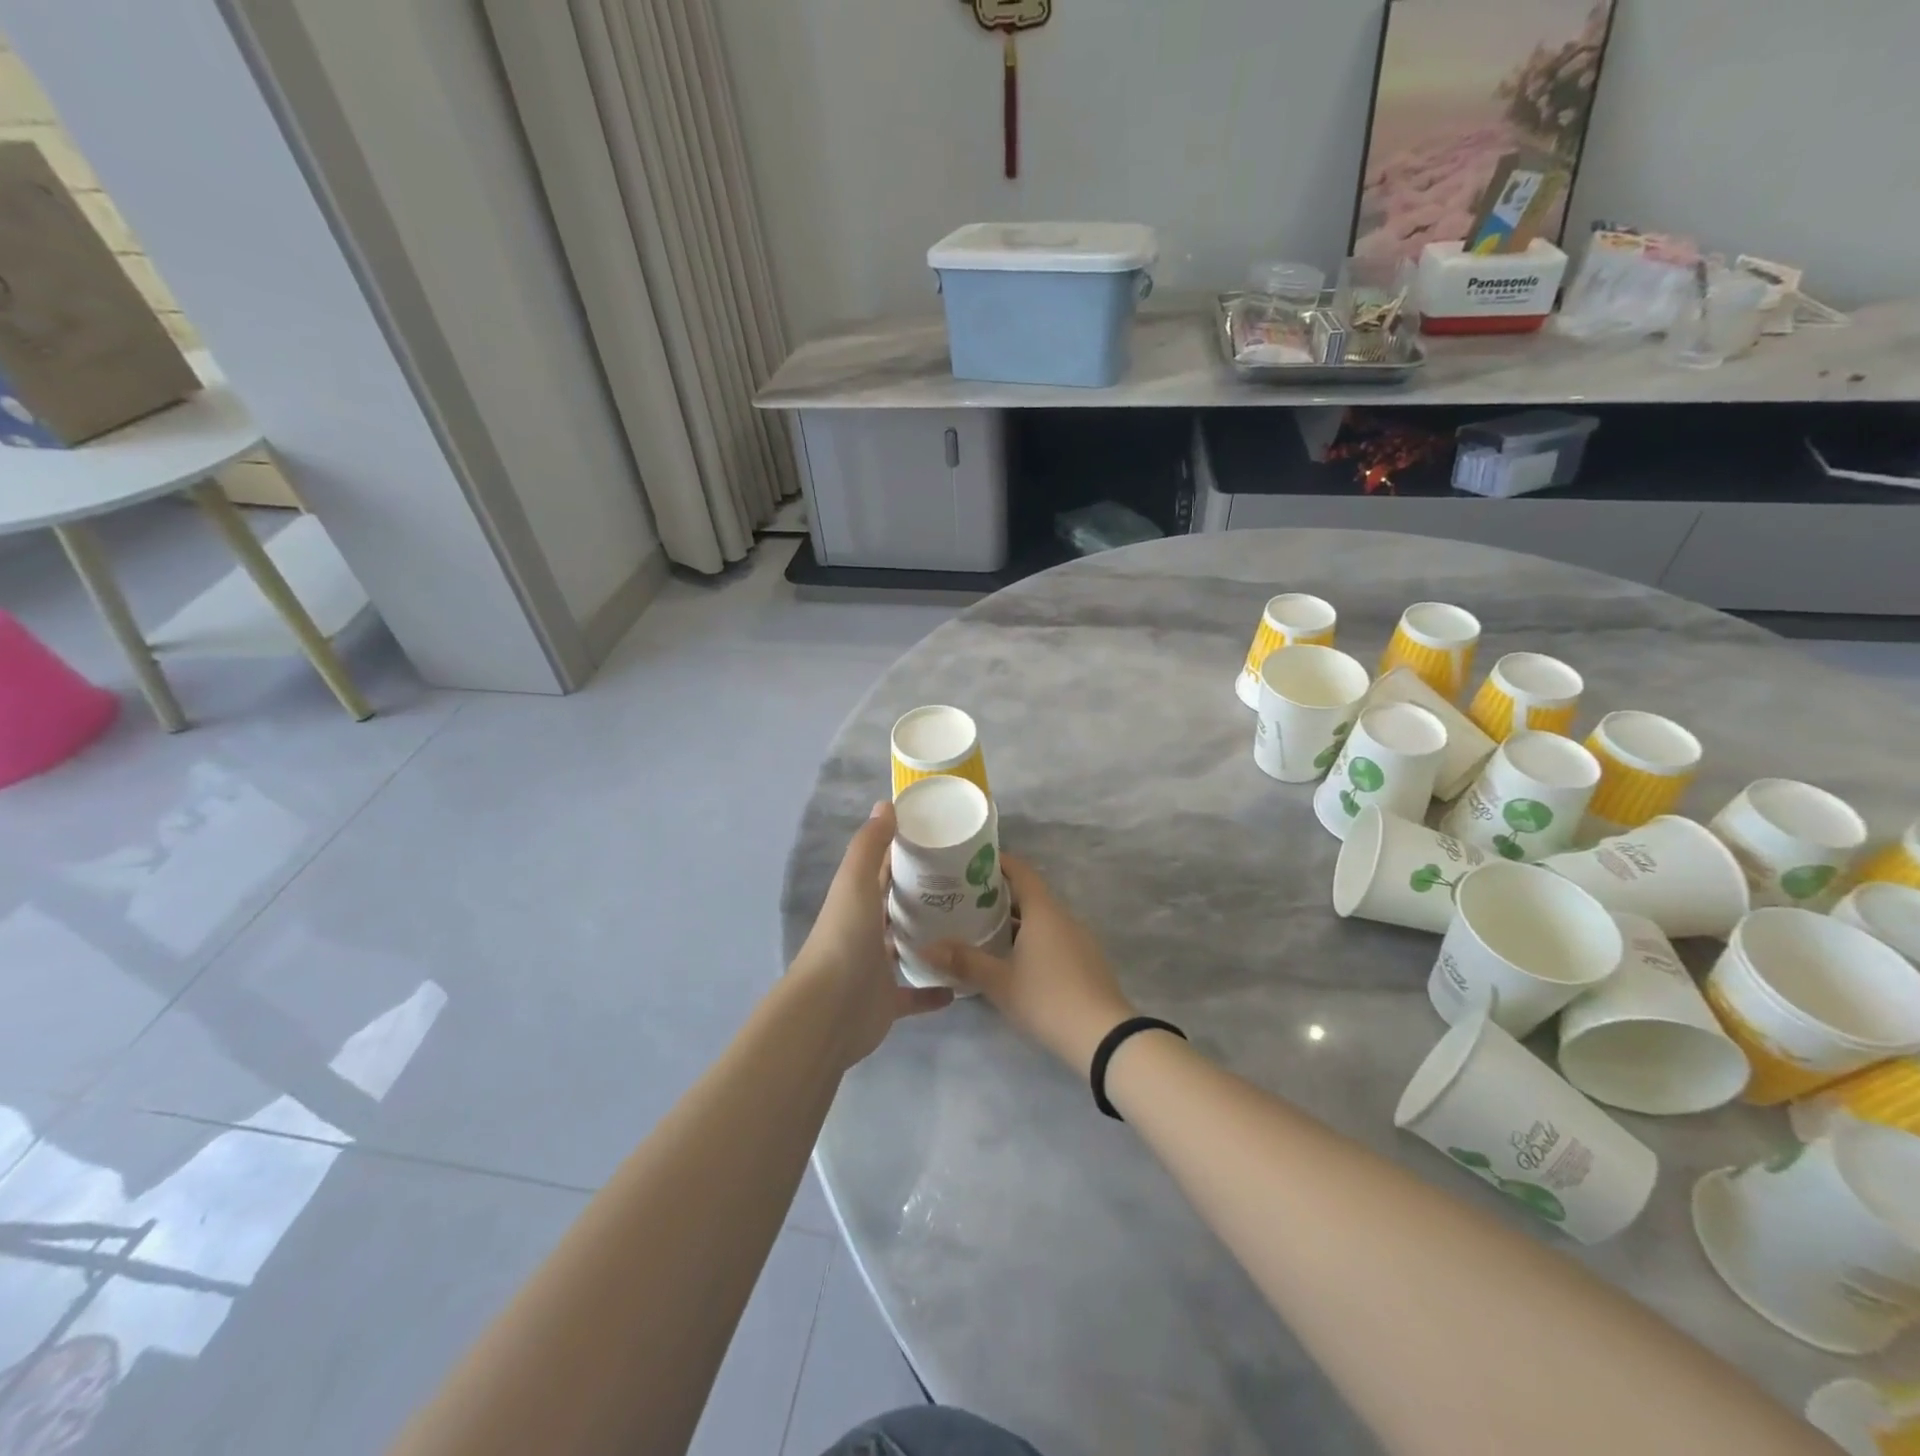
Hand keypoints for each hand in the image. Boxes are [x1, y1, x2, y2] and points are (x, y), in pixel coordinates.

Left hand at [790, 801, 951, 1068]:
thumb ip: (870, 845)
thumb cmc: (844, 939)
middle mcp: (865, 931)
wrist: (827, 1011)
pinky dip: (935, 990)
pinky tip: (961, 984)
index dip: (906, 854)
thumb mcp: (855, 882)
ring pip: (905, 949)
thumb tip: (886, 804)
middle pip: (896, 908)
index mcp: (857, 901)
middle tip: (968, 885)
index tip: (942, 842)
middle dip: (924, 896)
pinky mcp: (888, 1002)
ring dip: (930, 940)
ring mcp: (876, 969)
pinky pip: (915, 995)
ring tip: (970, 927)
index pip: (883, 870)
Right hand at [925, 856, 1136, 1072]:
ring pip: (1040, 918)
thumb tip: (923, 947)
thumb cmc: (1047, 999)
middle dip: (997, 895)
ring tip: (980, 928)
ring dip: (1013, 920)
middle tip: (964, 900)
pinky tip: (1011, 958)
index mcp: (1043, 911)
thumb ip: (963, 961)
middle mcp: (1063, 917)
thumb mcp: (999, 982)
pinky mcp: (1084, 960)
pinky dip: (1029, 937)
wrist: (1103, 1037)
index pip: (1020, 871)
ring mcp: (1078, 939)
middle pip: (1028, 894)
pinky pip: (1052, 937)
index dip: (997, 862)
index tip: (969, 863)